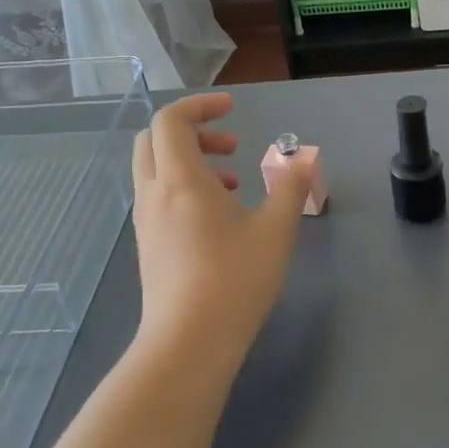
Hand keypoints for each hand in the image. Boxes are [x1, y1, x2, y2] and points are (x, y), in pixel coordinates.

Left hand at [130, 93, 309, 371]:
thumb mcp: (276, 230)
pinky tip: (217, 219)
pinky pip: (158, 198)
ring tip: (233, 184)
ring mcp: (146, 222)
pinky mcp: (148, 247)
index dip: (200, 106)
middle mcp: (154, 194)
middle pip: (155, 140)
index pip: (172, 120)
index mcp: (181, 180)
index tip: (233, 110)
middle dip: (193, 132)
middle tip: (232, 147)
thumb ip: (290, 187)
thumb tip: (302, 159)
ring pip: (155, 170)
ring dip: (190, 162)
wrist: (189, 342)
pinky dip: (183, 189)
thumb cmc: (235, 280)